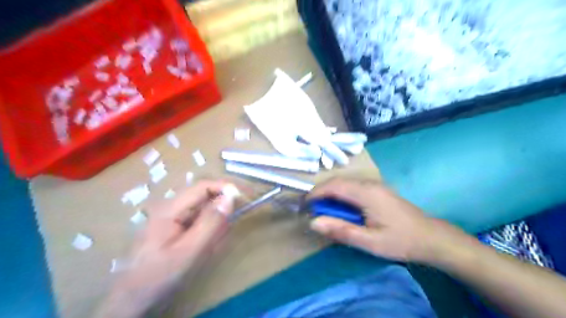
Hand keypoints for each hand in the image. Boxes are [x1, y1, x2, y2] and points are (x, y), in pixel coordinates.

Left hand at [97, 181, 237, 317]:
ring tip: (212, 246)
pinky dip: (208, 232)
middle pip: (205, 196)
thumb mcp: (188, 251)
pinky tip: (204, 249)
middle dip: (221, 210)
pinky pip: (199, 222)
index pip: (203, 186)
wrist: (131, 299)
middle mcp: (172, 207)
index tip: (244, 198)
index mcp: (171, 208)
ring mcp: (173, 217)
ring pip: (204, 210)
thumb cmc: (157, 275)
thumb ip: (210, 223)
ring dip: (215, 224)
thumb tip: (230, 197)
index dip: (225, 187)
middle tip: (228, 229)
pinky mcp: (176, 227)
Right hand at [309, 178, 463, 264]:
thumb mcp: (369, 241)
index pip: (334, 186)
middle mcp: (369, 183)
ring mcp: (374, 185)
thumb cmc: (401, 240)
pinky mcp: (377, 190)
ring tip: (321, 209)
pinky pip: (352, 187)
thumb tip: (314, 222)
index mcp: (366, 193)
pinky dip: (340, 195)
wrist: (431, 237)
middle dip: (320, 193)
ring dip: (330, 193)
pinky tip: (340, 208)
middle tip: (310, 209)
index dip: (315, 193)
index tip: (303, 205)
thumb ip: (341, 230)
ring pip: (344, 183)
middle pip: (337, 182)